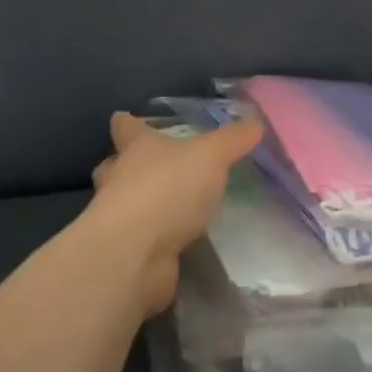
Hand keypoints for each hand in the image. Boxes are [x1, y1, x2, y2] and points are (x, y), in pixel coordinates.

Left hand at [85, 112, 262, 315]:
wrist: (135, 253)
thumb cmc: (167, 188)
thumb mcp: (211, 156)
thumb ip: (233, 140)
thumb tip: (256, 122)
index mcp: (136, 148)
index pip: (125, 127)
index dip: (128, 122)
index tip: (126, 118)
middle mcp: (120, 178)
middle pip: (116, 165)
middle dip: (128, 165)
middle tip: (153, 166)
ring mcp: (119, 218)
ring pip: (124, 202)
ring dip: (142, 202)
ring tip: (170, 205)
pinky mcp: (128, 250)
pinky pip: (140, 238)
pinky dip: (153, 238)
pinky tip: (176, 241)